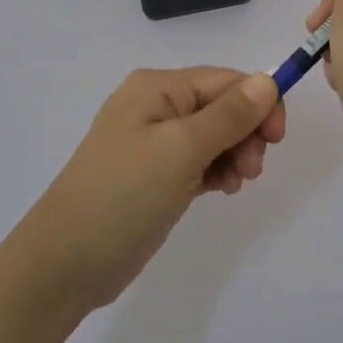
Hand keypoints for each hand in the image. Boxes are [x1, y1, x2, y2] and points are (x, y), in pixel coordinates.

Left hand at [16, 67, 285, 312]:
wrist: (65, 263)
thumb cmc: (124, 194)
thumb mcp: (181, 149)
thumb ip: (229, 114)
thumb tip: (268, 79)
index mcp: (157, 87)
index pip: (226, 80)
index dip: (259, 102)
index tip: (278, 139)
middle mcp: (156, 106)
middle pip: (222, 106)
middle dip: (246, 132)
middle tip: (252, 169)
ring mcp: (154, 143)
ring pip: (215, 135)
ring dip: (235, 153)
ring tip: (236, 183)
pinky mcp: (156, 176)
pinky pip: (200, 161)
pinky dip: (218, 171)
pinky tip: (223, 189)